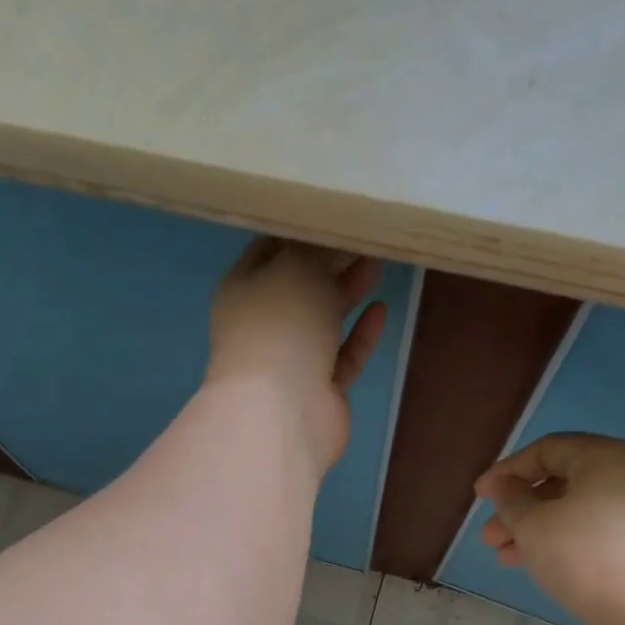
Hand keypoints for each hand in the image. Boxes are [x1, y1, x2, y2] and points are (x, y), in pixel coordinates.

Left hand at [207, 238, 386, 471]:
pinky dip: (360, 335)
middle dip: (329, 261)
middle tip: (365, 234)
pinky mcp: (320, 391)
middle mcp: (264, 325)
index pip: (269, 250)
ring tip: (378, 260)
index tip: (333, 212)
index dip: (299, 230)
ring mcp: (292, 362)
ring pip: (323, 321)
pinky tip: (381, 309)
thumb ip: (315, 250)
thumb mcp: (296, 267)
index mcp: (244, 290)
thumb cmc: (281, 327)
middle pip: (300, 286)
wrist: (283, 412)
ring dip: (347, 293)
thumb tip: (329, 242)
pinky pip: (343, 357)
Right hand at [474, 433, 624, 624]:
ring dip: (540, 531)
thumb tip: (506, 487)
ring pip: (581, 512)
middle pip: (564, 483)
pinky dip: (570, 543)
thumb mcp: (532, 525)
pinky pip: (602, 533)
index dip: (506, 472)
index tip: (480, 497)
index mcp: (604, 456)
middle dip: (520, 510)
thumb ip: (512, 501)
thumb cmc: (584, 553)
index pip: (546, 450)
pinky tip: (548, 567)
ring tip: (509, 560)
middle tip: (490, 538)